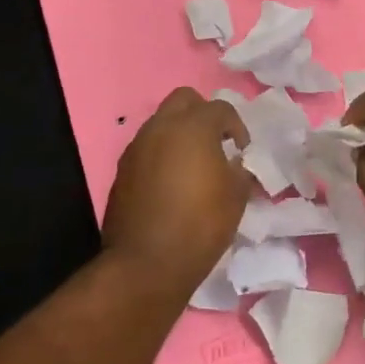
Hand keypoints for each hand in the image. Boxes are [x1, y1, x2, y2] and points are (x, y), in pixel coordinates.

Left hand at [102, 88, 249, 295]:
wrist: (146, 263)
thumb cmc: (200, 224)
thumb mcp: (236, 196)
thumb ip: (240, 170)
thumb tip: (235, 164)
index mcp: (193, 127)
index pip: (221, 108)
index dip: (237, 126)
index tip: (242, 150)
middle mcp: (161, 127)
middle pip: (184, 100)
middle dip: (203, 114)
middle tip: (216, 142)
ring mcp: (137, 147)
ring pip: (161, 122)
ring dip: (180, 134)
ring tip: (194, 164)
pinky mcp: (122, 170)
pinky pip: (147, 148)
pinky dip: (162, 154)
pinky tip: (172, 183)